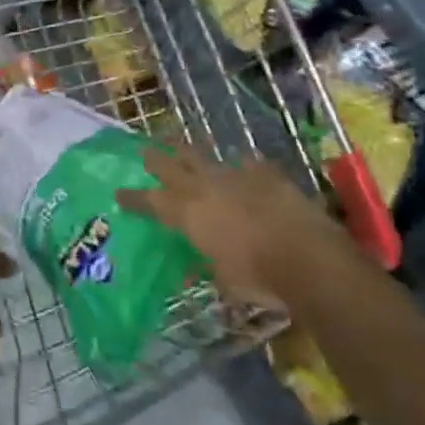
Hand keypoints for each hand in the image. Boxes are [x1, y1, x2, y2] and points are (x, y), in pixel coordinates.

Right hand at [115, 143, 337, 307]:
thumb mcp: (224, 281)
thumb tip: (188, 272)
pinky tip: (242, 165)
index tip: (118, 192)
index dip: (134, 198)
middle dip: (156, 159)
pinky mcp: (265, 175)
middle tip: (144, 151)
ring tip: (179, 143)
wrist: (305, 255)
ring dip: (190, 153)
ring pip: (205, 158)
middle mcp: (206, 188)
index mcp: (189, 214)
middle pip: (173, 168)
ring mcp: (236, 177)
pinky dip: (241, 167)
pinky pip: (247, 166)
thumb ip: (204, 268)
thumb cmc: (258, 276)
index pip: (152, 202)